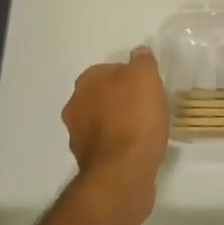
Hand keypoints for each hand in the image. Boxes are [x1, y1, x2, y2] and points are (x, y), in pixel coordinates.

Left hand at [62, 46, 169, 203]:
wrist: (123, 171)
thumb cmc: (135, 117)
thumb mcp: (146, 77)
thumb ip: (142, 61)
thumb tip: (138, 53)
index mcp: (86, 82)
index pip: (110, 69)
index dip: (131, 77)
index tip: (148, 88)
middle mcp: (75, 105)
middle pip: (103, 95)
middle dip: (121, 99)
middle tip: (147, 107)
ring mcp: (77, 135)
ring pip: (102, 120)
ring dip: (118, 122)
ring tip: (145, 130)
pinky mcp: (86, 161)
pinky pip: (106, 144)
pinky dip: (118, 144)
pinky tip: (137, 148)